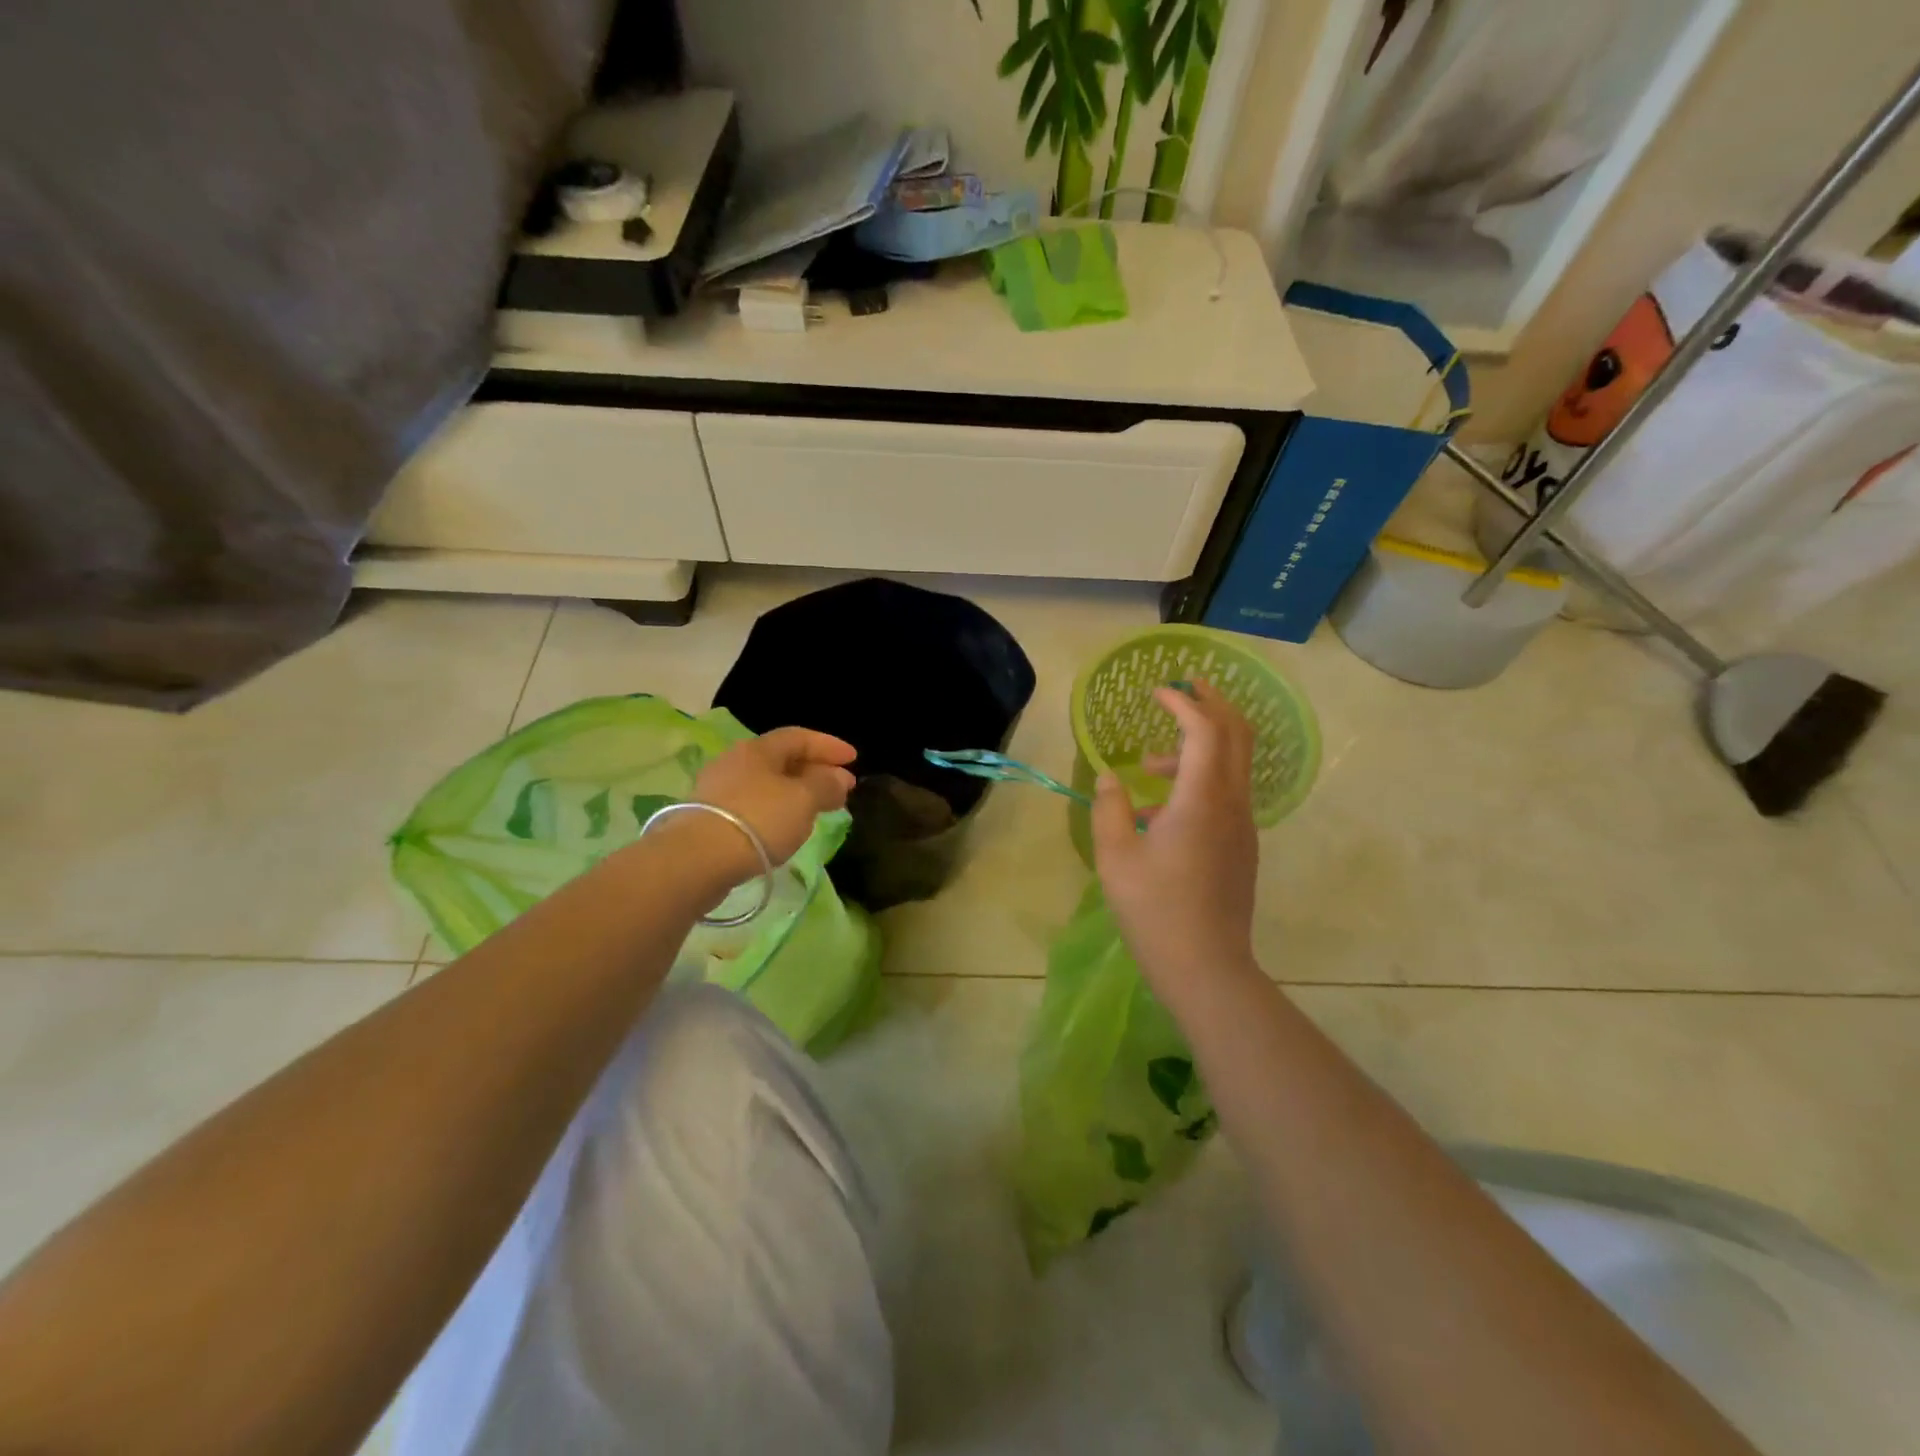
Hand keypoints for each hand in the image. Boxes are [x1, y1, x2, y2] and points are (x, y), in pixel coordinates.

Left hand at [683, 727, 857, 878]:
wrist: (696, 860)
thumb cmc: (758, 820)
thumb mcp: (803, 800)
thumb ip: (826, 785)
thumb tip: (838, 778)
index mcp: (758, 749)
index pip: (799, 737)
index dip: (829, 745)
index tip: (854, 759)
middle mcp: (735, 762)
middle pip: (782, 760)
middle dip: (815, 770)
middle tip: (842, 788)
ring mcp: (718, 790)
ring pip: (767, 784)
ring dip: (796, 792)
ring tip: (817, 809)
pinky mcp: (709, 819)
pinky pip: (754, 805)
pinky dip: (777, 810)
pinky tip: (786, 827)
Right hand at [1091, 681, 1260, 1003]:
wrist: (1206, 967)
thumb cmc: (1154, 909)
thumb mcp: (1116, 856)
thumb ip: (1111, 807)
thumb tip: (1112, 777)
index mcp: (1202, 799)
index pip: (1203, 730)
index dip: (1183, 703)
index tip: (1158, 691)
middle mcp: (1232, 803)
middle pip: (1237, 735)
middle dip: (1214, 704)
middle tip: (1188, 687)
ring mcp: (1243, 826)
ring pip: (1235, 764)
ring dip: (1201, 747)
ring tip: (1149, 766)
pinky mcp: (1242, 846)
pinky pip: (1228, 793)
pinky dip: (1203, 778)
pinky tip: (1161, 812)